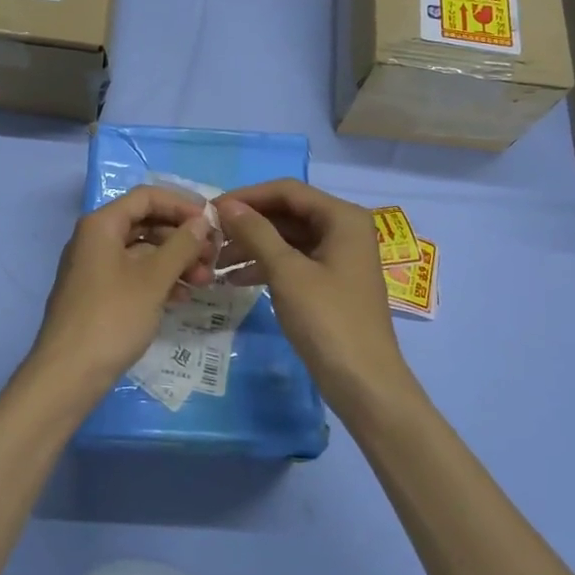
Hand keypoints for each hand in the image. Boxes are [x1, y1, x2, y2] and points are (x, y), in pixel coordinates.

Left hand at [28, 186, 216, 399]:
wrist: (69, 373)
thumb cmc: (112, 317)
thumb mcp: (153, 279)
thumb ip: (181, 245)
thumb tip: (202, 221)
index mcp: (102, 224)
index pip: (147, 196)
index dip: (182, 204)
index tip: (212, 221)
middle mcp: (95, 238)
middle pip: (146, 222)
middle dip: (182, 237)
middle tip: (213, 256)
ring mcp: (95, 267)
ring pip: (142, 251)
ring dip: (175, 261)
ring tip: (205, 280)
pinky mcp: (99, 293)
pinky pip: (134, 274)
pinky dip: (159, 280)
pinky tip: (182, 297)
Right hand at [214, 180, 408, 398]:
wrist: (364, 384)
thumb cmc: (328, 320)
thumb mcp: (287, 272)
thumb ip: (256, 232)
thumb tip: (225, 205)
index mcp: (342, 217)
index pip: (287, 191)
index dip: (247, 197)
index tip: (211, 210)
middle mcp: (344, 229)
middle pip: (287, 213)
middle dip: (248, 224)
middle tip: (210, 237)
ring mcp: (338, 256)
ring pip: (287, 238)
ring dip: (253, 246)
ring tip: (216, 262)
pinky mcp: (330, 281)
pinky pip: (293, 261)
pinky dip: (266, 266)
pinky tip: (235, 280)